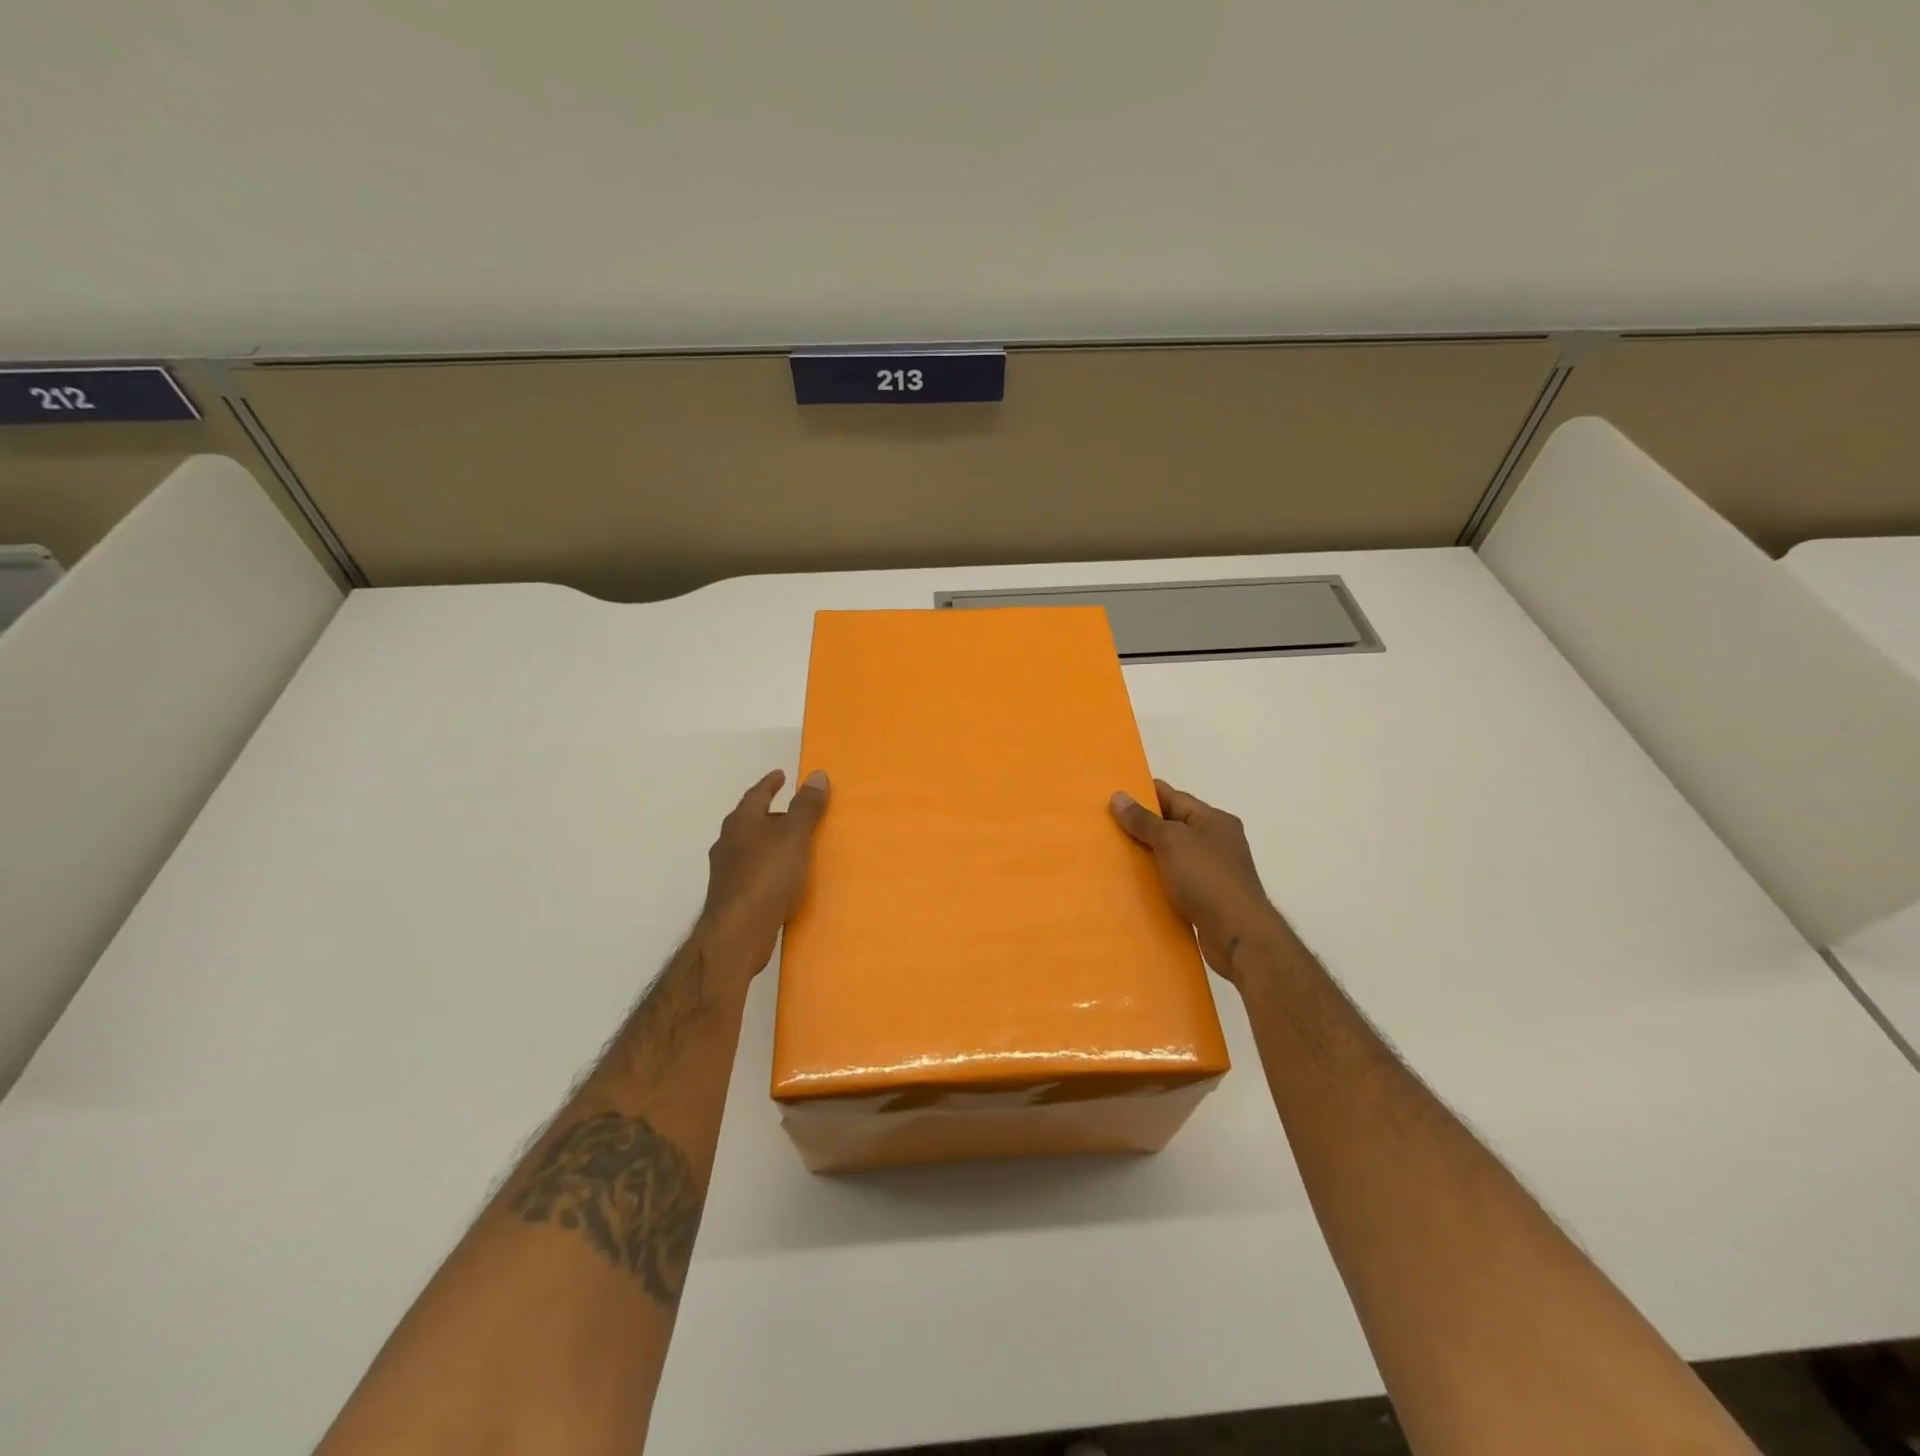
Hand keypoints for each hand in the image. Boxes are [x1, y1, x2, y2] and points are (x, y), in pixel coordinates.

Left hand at [697, 769, 829, 972]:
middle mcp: (728, 841)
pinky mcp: (731, 895)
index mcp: (742, 822)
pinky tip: (782, 877)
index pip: (757, 794)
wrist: (737, 933)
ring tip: (791, 844)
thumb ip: (806, 807)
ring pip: (750, 846)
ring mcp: (726, 870)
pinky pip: (753, 870)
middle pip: (751, 819)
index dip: (770, 783)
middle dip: (770, 813)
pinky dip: (767, 865)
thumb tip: (817, 774)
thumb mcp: (794, 837)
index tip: (781, 775)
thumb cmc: (767, 877)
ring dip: (768, 841)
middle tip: (793, 810)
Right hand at [1111, 779, 1287, 982]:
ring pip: (1173, 855)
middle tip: (1106, 826)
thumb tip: (1119, 796)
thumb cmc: (1207, 879)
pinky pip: (1176, 880)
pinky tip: (1135, 885)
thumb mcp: (1172, 841)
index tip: (1113, 795)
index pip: (1174, 797)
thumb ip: (1144, 820)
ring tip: (1113, 855)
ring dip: (1148, 855)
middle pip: (1173, 826)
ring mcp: (1214, 871)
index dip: (1144, 794)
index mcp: (1213, 820)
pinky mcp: (1208, 897)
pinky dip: (1158, 880)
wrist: (1238, 935)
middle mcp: (1217, 841)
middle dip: (1142, 826)